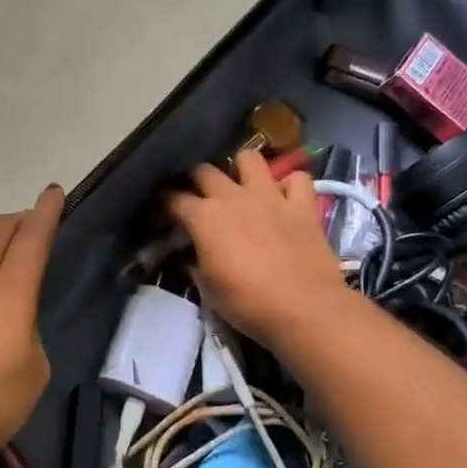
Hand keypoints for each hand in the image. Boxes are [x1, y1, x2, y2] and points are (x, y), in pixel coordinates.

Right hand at [166, 150, 346, 344]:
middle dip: (194, 179)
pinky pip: (297, 178)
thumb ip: (196, 262)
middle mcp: (233, 196)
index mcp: (204, 217)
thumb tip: (191, 255)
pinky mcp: (302, 206)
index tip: (161, 214)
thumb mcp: (207, 288)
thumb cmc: (247, 303)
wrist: (304, 309)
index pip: (172, 198)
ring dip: (241, 169)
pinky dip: (289, 185)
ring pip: (249, 158)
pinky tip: (284, 198)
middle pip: (204, 170)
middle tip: (196, 197)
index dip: (163, 205)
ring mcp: (270, 196)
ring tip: (241, 186)